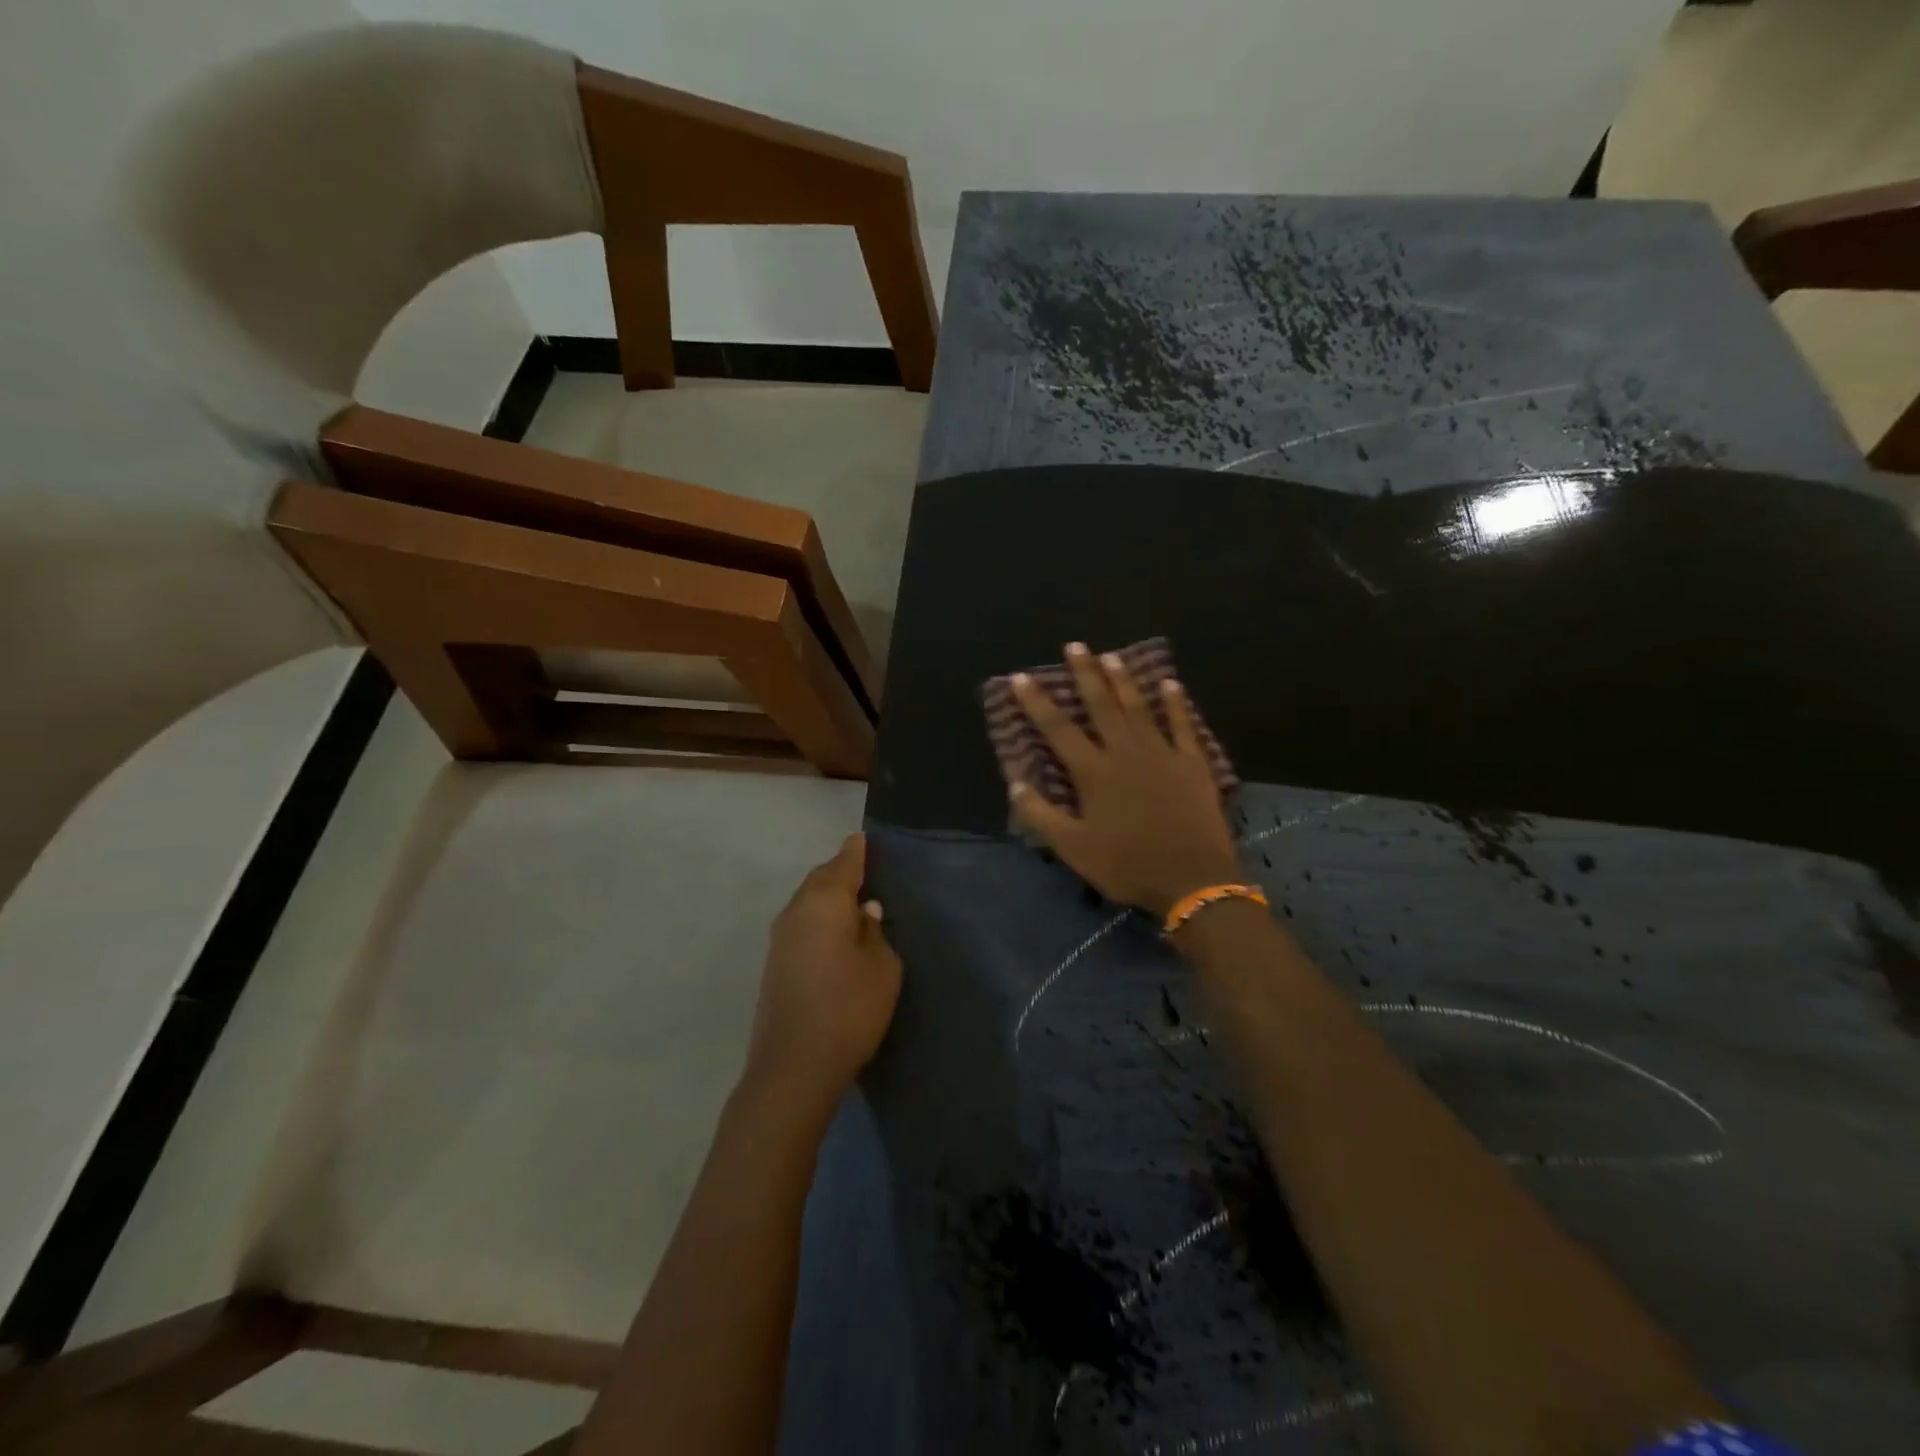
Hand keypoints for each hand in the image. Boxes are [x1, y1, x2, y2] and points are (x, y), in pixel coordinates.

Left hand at [746, 833, 902, 1108]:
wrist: (793, 1067)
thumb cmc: (849, 1009)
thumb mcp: (882, 968)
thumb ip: (875, 933)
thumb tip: (864, 912)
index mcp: (824, 902)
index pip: (843, 864)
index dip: (856, 851)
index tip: (862, 837)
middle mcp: (795, 911)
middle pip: (820, 880)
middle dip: (840, 872)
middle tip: (863, 869)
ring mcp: (779, 938)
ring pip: (807, 903)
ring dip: (827, 897)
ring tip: (852, 901)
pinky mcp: (774, 964)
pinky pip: (801, 924)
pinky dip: (818, 919)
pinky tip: (833, 933)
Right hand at [1008, 643, 1241, 917]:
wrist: (1193, 879)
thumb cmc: (1128, 865)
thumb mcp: (1074, 848)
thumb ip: (1042, 815)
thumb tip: (1015, 783)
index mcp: (1093, 772)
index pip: (1057, 729)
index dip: (1037, 702)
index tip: (1021, 676)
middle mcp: (1124, 752)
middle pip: (1100, 705)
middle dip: (1085, 674)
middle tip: (1075, 646)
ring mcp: (1162, 753)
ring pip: (1138, 707)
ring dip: (1123, 680)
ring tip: (1111, 656)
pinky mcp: (1192, 763)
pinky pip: (1183, 725)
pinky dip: (1176, 703)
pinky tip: (1170, 683)